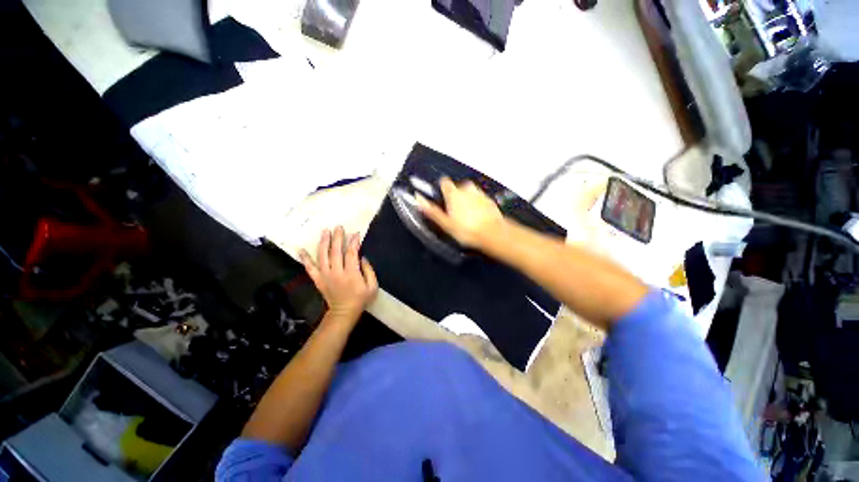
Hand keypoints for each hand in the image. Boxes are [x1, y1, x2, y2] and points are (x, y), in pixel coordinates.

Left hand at [299, 226, 377, 322]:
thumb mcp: (372, 286)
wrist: (344, 312)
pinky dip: (305, 259)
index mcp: (351, 273)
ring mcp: (325, 276)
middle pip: (335, 251)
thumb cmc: (360, 299)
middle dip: (337, 237)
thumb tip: (362, 257)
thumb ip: (369, 271)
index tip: (356, 234)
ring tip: (325, 231)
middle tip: (338, 227)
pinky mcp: (318, 280)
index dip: (353, 242)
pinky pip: (310, 268)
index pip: (351, 253)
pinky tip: (301, 250)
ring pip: (322, 256)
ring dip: (323, 242)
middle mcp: (336, 272)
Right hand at [416, 177, 504, 248]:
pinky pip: (479, 199)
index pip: (444, 182)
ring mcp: (480, 193)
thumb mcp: (445, 223)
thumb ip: (431, 210)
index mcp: (454, 193)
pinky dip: (477, 204)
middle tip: (453, 211)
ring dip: (466, 199)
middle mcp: (467, 189)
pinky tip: (476, 216)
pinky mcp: (489, 200)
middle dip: (454, 195)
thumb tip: (418, 199)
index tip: (440, 197)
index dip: (440, 188)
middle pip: (457, 187)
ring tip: (465, 215)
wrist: (492, 234)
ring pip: (469, 192)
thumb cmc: (467, 230)